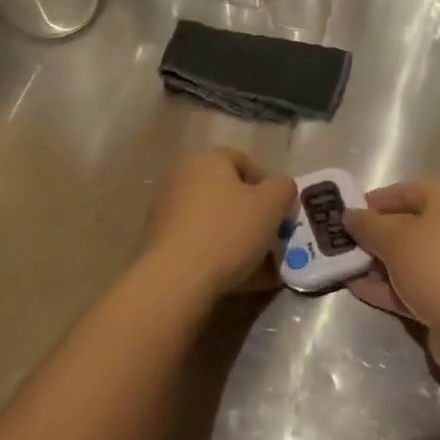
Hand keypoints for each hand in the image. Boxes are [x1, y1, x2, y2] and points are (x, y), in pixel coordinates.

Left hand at [142, 148, 295, 297]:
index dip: (266, 185)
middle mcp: (182, 176)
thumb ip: (283, 187)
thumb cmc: (228, 232)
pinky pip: (195, 239)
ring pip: (211, 216)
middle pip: (226, 190)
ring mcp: (165, 207)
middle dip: (249, 211)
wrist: (175, 278)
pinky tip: (227, 273)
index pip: (244, 162)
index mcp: (208, 160)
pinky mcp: (156, 238)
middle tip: (266, 235)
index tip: (278, 212)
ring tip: (251, 261)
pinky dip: (212, 250)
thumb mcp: (271, 205)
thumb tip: (280, 188)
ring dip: (231, 233)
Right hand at [343, 181, 439, 367]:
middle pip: (409, 226)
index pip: (407, 191)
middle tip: (344, 243)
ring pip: (411, 259)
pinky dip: (389, 287)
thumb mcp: (393, 238)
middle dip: (375, 235)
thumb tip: (350, 215)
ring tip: (346, 268)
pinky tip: (358, 290)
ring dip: (379, 263)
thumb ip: (367, 225)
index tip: (348, 212)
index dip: (376, 200)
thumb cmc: (436, 265)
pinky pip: (415, 286)